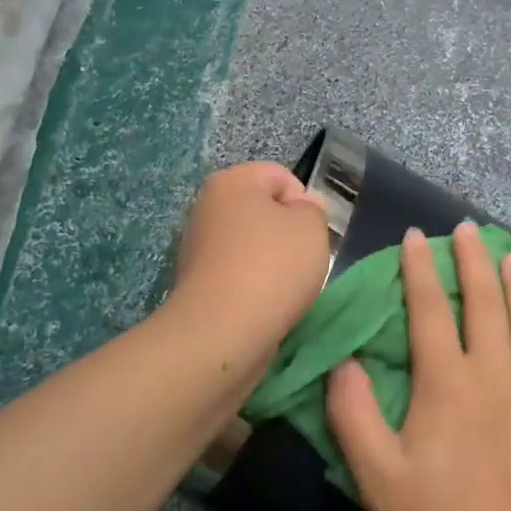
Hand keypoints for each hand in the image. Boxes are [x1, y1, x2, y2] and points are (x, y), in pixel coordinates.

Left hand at [168, 161, 329, 359]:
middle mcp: (207, 208)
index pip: (280, 176)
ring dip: (274, 265)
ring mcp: (198, 248)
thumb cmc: (272, 267)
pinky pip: (240, 276)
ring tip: (286, 289)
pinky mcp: (198, 285)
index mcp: (231, 182)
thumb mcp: (312, 226)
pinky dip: (256, 288)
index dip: (305, 203)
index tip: (312, 234)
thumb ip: (313, 209)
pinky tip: (267, 306)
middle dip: (289, 235)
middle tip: (304, 261)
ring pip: (253, 247)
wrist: (223, 333)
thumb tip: (301, 208)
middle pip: (264, 212)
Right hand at [327, 222, 510, 510]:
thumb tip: (345, 362)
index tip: (416, 236)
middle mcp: (494, 373)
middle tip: (468, 229)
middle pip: (486, 301)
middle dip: (474, 260)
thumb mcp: (376, 473)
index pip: (430, 309)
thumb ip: (353, 413)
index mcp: (447, 382)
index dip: (420, 269)